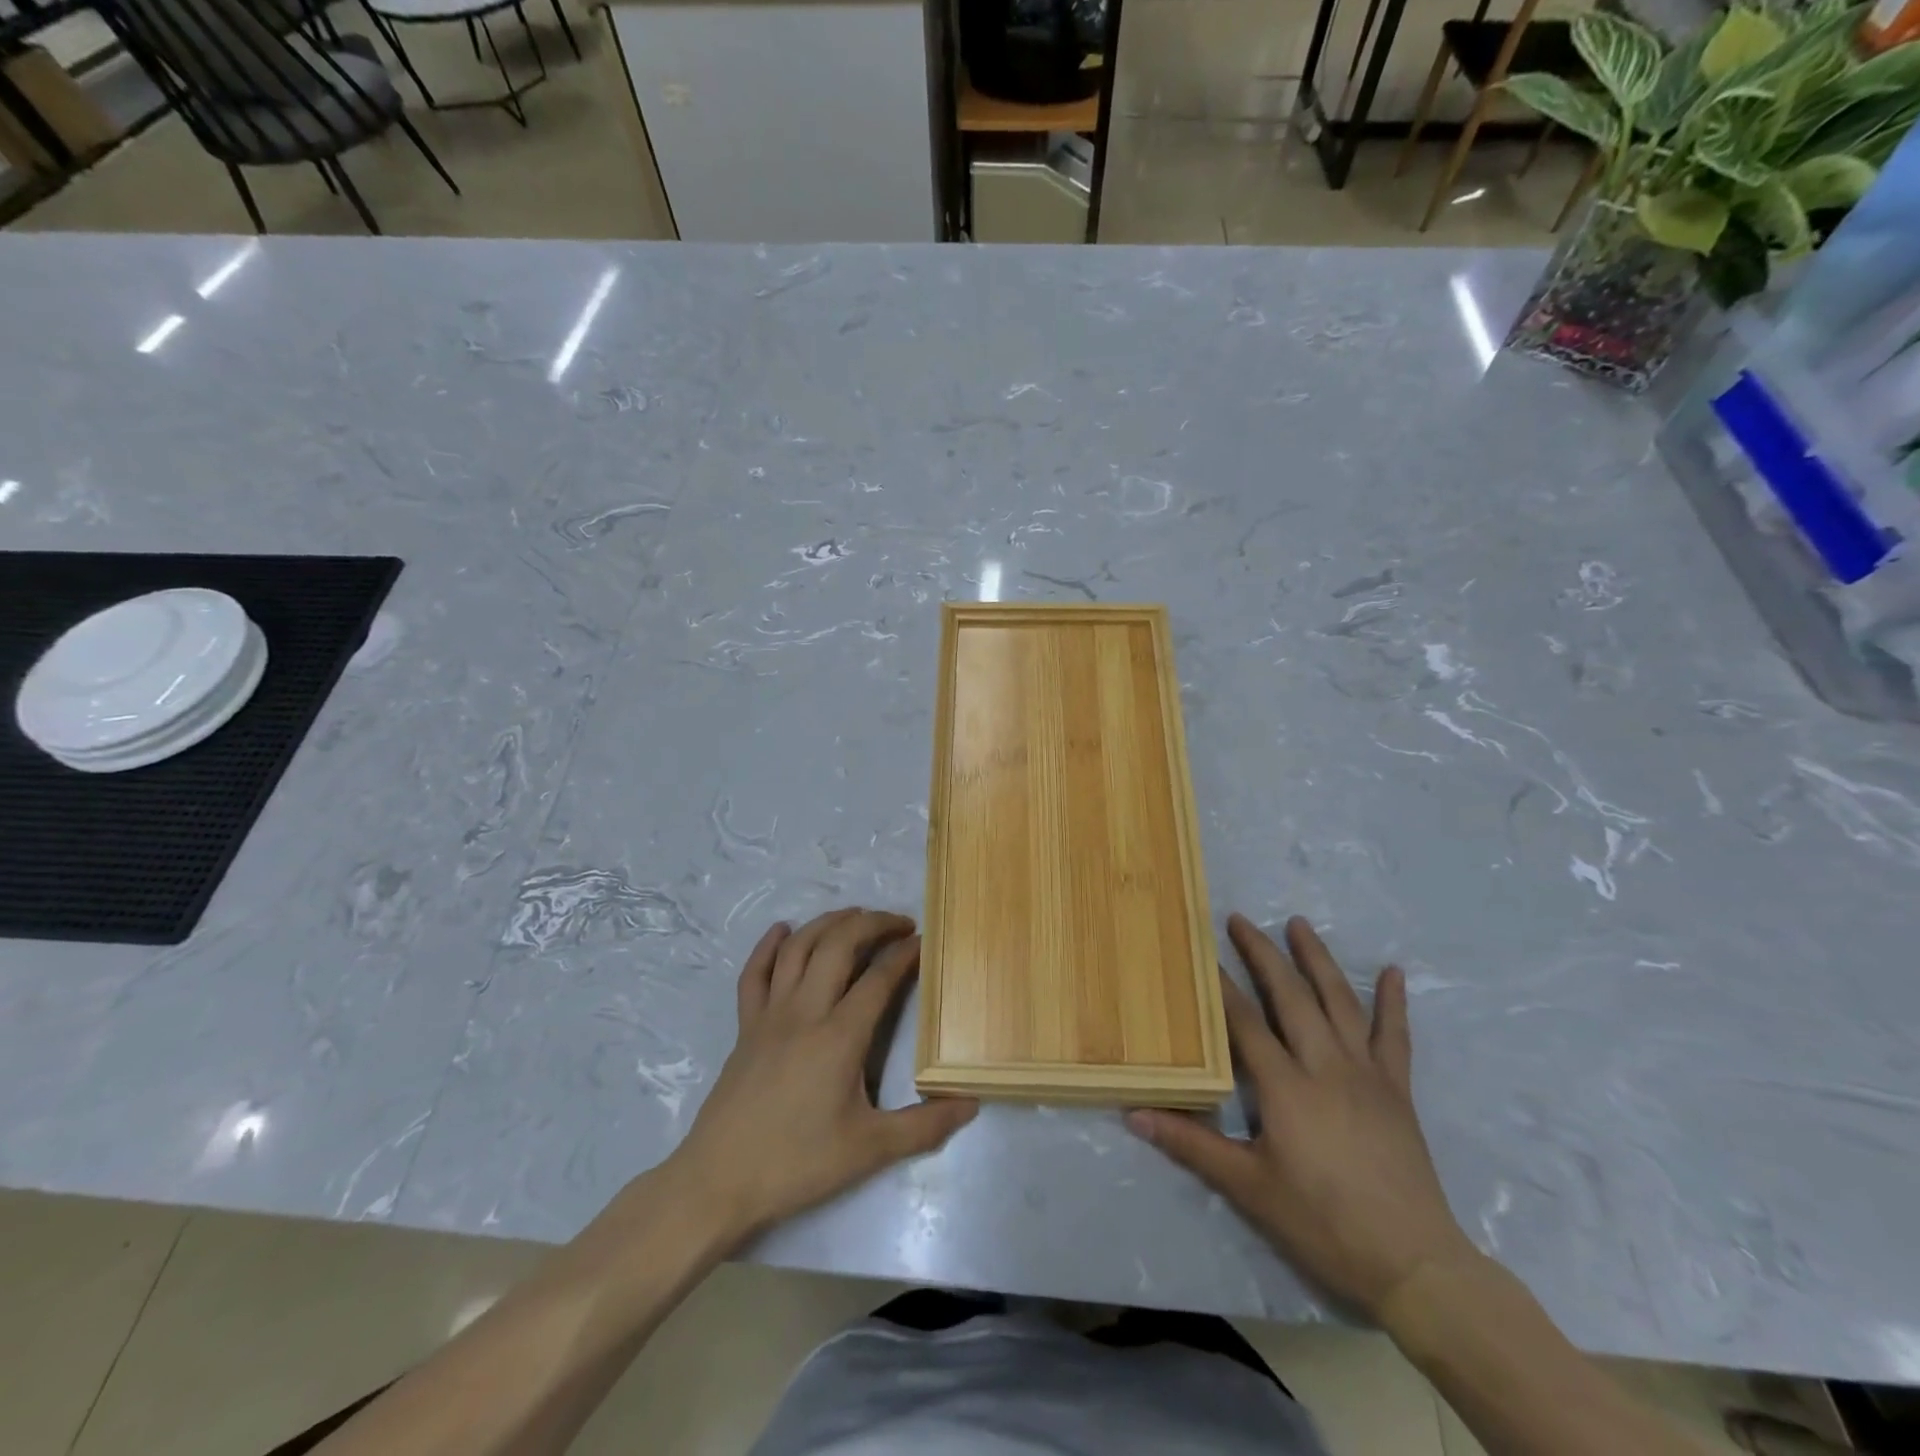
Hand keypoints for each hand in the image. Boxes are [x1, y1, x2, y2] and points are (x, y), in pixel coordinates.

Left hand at [667, 909, 976, 1247]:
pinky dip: (769, 945)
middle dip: (871, 923)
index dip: (904, 954)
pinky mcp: (745, 1026)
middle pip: (838, 946)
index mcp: (840, 1036)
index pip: (879, 978)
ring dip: (828, 923)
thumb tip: (972, 1104)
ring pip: (798, 949)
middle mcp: (805, 1011)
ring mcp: (770, 1015)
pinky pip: (755, 973)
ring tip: (854, 915)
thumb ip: (923, 1127)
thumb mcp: (869, 1151)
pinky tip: (783, 930)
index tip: (923, 941)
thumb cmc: (797, 1163)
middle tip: (898, 922)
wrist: (718, 1181)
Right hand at [1128, 914, 1476, 1320]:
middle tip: (1241, 920)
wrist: (1413, 1264)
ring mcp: (1366, 1074)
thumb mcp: (1249, 1187)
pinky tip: (1392, 973)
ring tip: (1299, 925)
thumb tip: (1134, 1114)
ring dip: (1317, 960)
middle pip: (1290, 997)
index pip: (1244, 1022)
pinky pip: (1395, 1037)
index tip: (1201, 950)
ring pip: (1339, 1003)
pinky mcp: (1397, 1090)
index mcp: (1286, 1087)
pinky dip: (1393, 1003)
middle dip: (1263, 954)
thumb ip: (1192, 1145)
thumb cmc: (1323, 1224)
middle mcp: (1325, 1066)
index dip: (1221, 985)